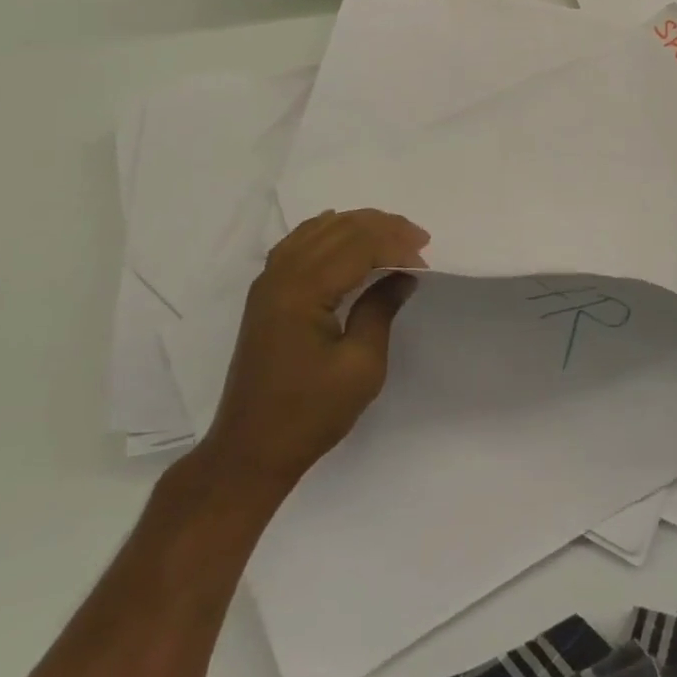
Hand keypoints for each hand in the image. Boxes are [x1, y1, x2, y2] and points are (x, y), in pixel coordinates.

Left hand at [196, 208, 427, 507]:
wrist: (251, 450)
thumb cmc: (310, 413)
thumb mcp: (361, 367)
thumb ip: (381, 310)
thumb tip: (403, 275)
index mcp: (303, 291)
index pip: (358, 246)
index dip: (396, 245)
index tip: (425, 260)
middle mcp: (281, 275)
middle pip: (338, 229)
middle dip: (382, 228)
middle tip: (419, 238)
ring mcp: (268, 282)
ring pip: (318, 230)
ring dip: (358, 226)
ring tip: (393, 235)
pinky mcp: (266, 293)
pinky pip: (298, 243)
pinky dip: (328, 233)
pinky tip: (344, 235)